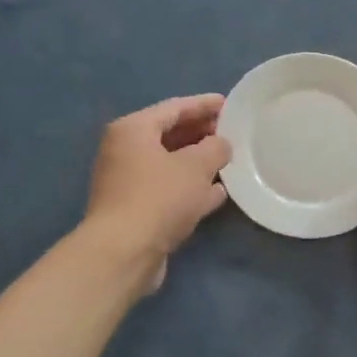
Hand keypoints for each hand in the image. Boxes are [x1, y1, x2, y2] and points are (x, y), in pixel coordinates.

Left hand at [84, 95, 232, 284]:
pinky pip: (169, 189)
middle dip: (202, 133)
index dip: (204, 104)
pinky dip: (191, 188)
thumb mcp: (196, 166)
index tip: (229, 105)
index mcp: (133, 130)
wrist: (124, 252)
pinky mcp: (136, 210)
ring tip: (229, 161)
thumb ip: (215, 148)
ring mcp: (128, 182)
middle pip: (170, 135)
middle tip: (232, 133)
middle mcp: (125, 151)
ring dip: (199, 163)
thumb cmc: (159, 197)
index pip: (174, 107)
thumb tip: (221, 145)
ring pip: (170, 164)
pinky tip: (217, 194)